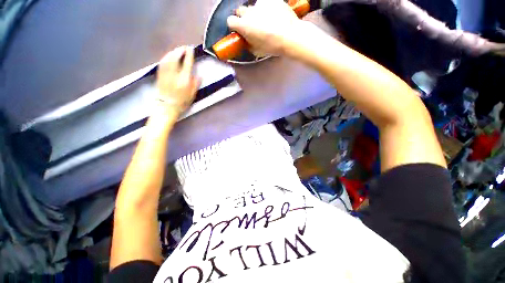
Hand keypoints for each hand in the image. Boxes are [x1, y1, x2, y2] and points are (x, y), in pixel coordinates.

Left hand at [156, 46, 198, 115]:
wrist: (167, 106)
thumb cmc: (182, 102)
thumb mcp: (192, 95)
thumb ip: (195, 84)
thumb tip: (199, 75)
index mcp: (184, 80)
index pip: (187, 63)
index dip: (189, 55)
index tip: (191, 49)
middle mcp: (174, 74)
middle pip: (175, 57)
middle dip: (180, 50)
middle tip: (184, 47)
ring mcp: (166, 73)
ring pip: (168, 58)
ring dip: (173, 52)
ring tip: (177, 50)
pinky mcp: (160, 74)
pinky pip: (162, 62)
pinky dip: (166, 56)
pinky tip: (168, 55)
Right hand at [227, 0, 306, 56]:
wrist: (290, 36)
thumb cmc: (272, 46)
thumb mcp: (257, 50)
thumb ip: (248, 43)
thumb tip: (246, 40)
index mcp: (243, 25)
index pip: (230, 21)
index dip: (234, 26)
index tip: (238, 29)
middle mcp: (249, 12)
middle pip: (240, 11)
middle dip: (244, 17)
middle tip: (252, 25)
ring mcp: (260, 4)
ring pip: (254, 7)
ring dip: (257, 13)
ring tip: (267, 21)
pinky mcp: (271, 0)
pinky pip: (266, 3)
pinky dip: (268, 9)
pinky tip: (275, 16)